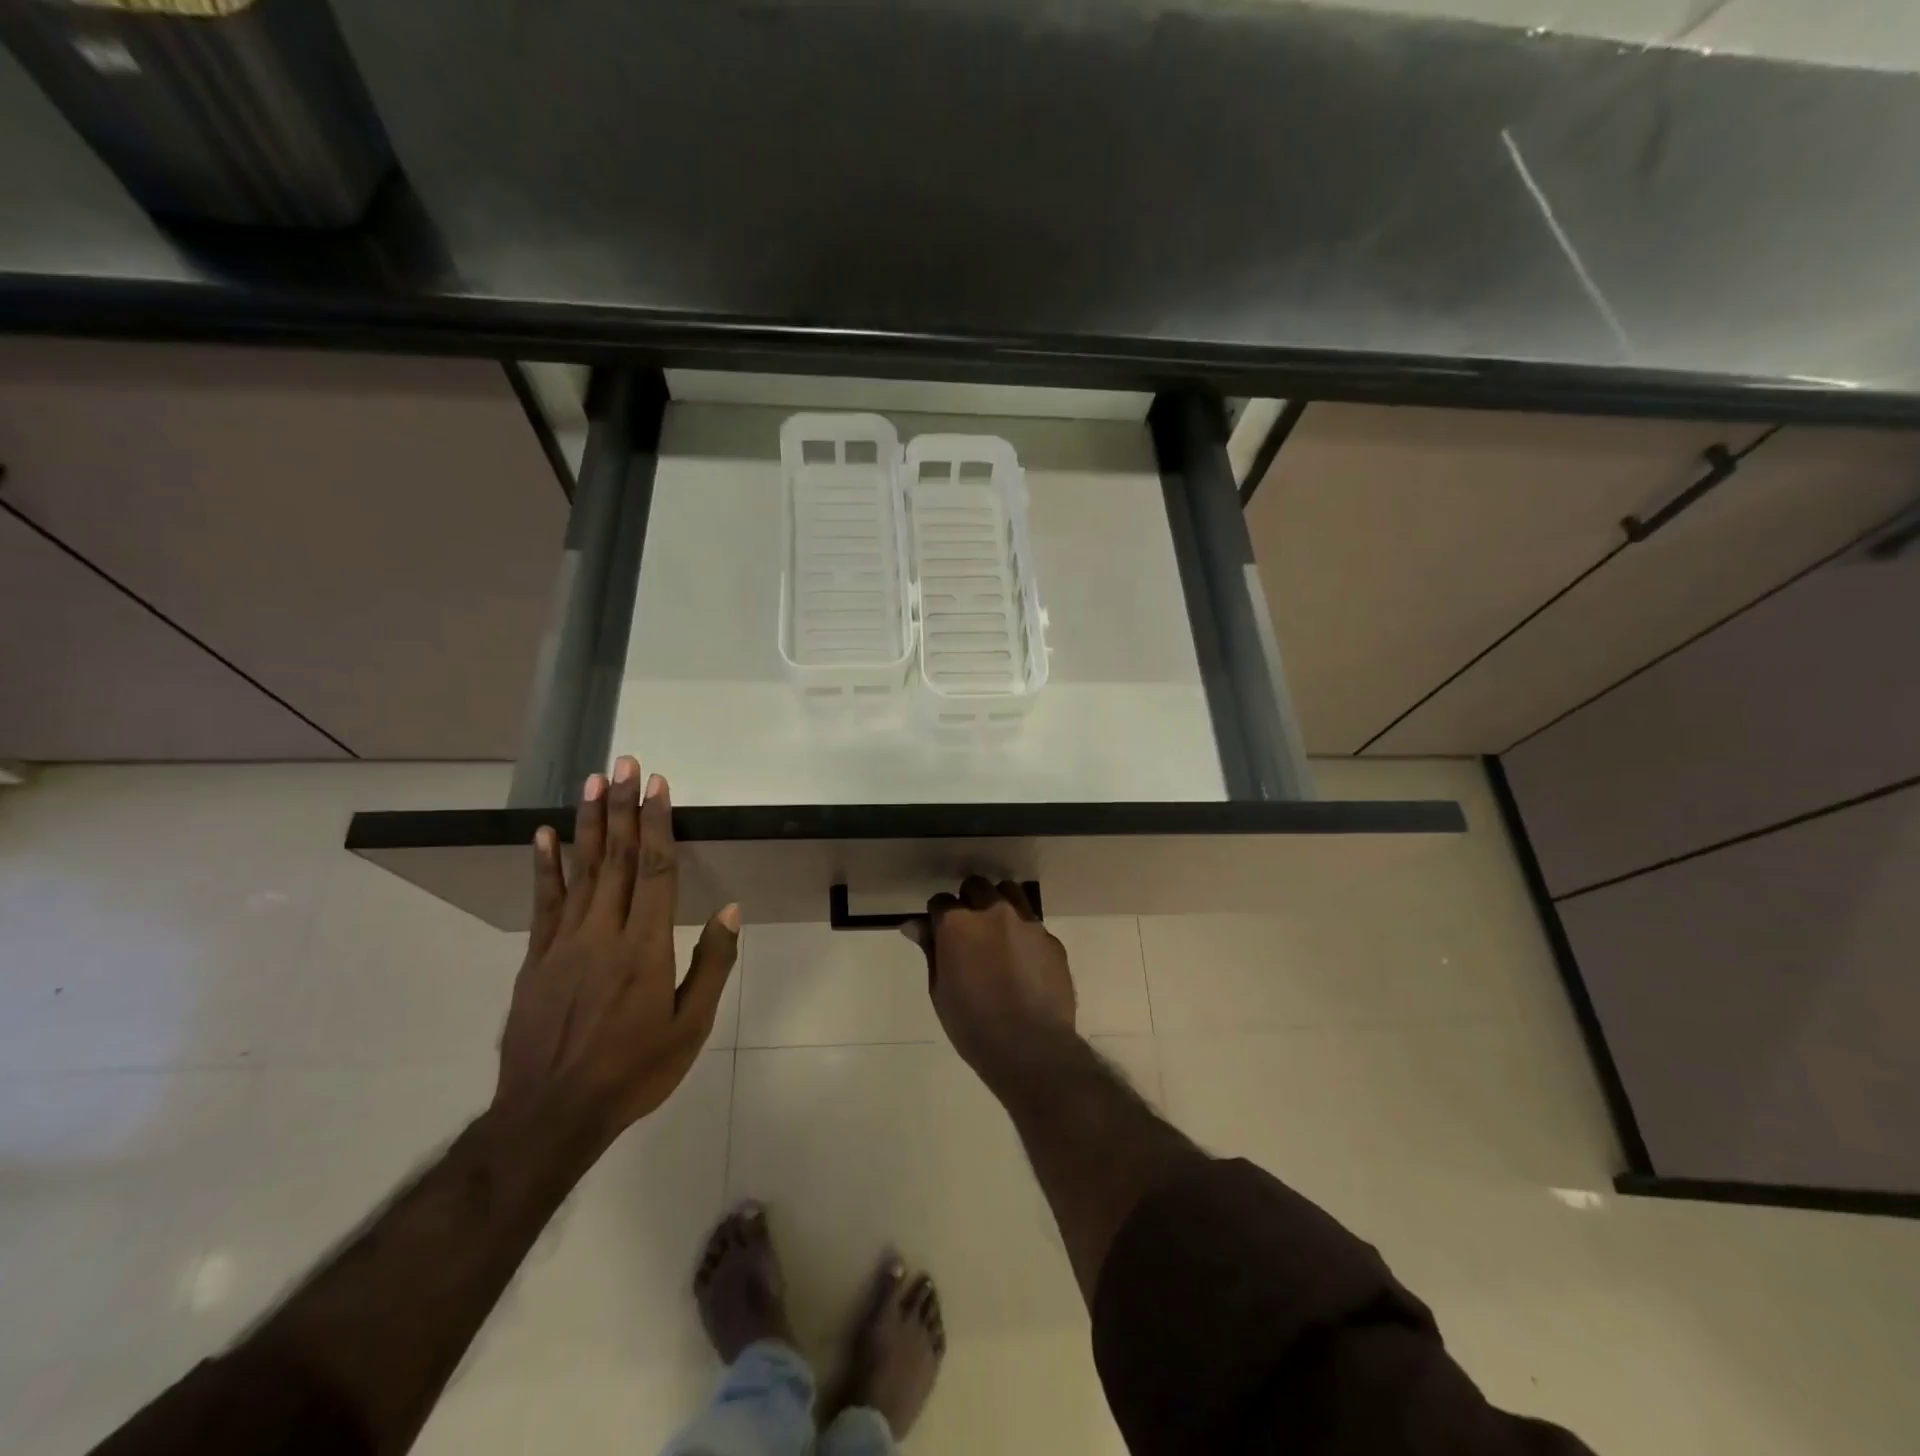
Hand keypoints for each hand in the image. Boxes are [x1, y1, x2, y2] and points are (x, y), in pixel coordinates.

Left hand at [494, 755, 738, 1148]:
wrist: (552, 1114)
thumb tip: (729, 909)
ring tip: (592, 782)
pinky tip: (545, 834)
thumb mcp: (691, 1026)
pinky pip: (543, 902)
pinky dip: (545, 866)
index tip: (659, 785)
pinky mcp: (536, 959)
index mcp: (644, 947)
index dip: (657, 823)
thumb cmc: (634, 1070)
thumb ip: (711, 963)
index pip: (655, 870)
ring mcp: (564, 943)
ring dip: (589, 823)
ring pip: (580, 870)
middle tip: (625, 763)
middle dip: (623, 807)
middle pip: (616, 858)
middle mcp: (603, 932)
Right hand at [907, 876, 1076, 1093]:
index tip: (939, 933)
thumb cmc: (974, 1025)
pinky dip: (1023, 931)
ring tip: (997, 933)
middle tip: (968, 931)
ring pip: (1010, 892)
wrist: (1032, 1048)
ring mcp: (1027, 922)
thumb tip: (914, 924)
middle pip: (977, 886)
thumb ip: (931, 950)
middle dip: (968, 901)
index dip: (937, 916)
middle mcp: (993, 912)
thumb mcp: (940, 990)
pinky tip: (1022, 960)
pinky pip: (1033, 923)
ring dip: (998, 904)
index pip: (941, 901)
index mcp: (959, 923)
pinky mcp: (1051, 939)